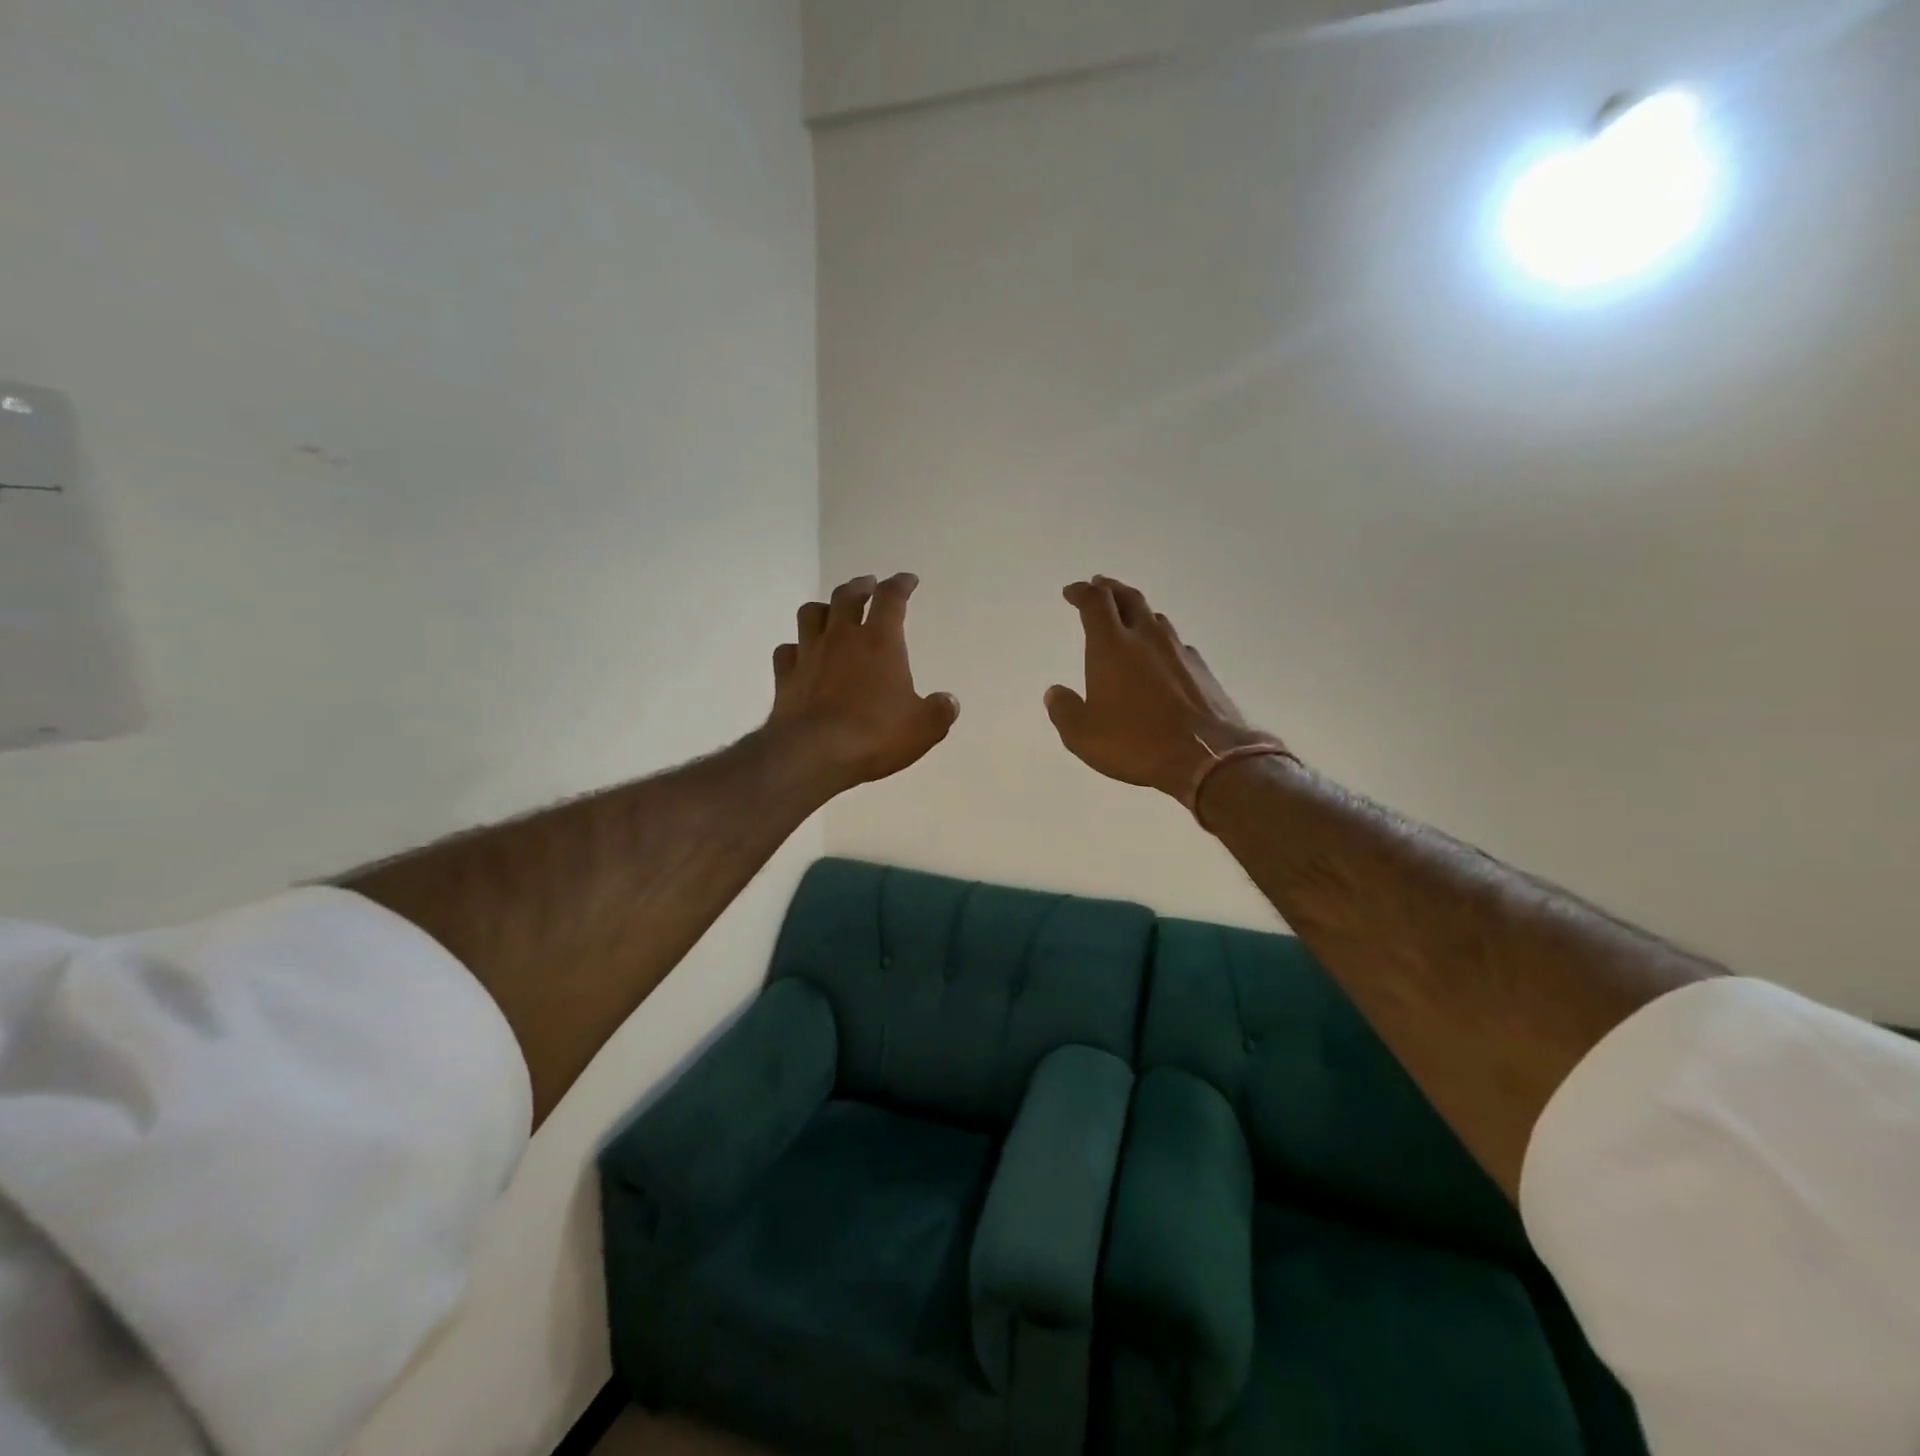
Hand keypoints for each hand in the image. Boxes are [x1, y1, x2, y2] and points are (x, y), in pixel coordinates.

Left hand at [767, 572, 958, 791]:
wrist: (814, 754)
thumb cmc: (875, 734)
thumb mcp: (923, 727)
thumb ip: (939, 711)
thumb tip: (948, 702)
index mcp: (880, 641)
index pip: (891, 599)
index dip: (901, 585)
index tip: (908, 580)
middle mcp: (841, 638)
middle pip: (847, 596)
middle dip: (860, 586)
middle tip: (868, 584)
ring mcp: (809, 655)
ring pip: (811, 614)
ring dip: (824, 608)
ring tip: (831, 612)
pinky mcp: (785, 677)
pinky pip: (787, 651)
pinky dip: (796, 648)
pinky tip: (801, 655)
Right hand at [1045, 576, 1279, 801]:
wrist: (1205, 756)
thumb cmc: (1135, 742)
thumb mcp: (1083, 735)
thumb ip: (1064, 710)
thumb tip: (1055, 693)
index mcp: (1111, 647)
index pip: (1095, 603)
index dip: (1081, 592)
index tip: (1072, 591)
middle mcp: (1146, 638)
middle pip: (1128, 598)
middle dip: (1110, 589)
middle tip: (1099, 585)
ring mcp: (1178, 651)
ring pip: (1155, 618)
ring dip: (1138, 612)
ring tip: (1129, 617)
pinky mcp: (1201, 669)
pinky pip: (1176, 643)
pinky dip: (1161, 641)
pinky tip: (1161, 656)